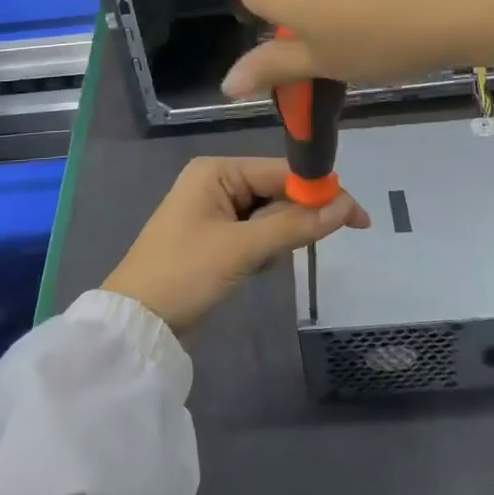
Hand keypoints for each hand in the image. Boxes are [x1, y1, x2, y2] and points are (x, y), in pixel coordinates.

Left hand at [102, 157, 369, 333]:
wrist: (136, 324)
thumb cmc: (184, 274)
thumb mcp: (242, 249)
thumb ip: (294, 226)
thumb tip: (346, 206)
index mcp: (216, 170)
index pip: (281, 171)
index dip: (320, 191)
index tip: (358, 216)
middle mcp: (215, 182)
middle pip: (276, 191)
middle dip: (297, 217)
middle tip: (322, 244)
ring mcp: (213, 210)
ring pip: (268, 215)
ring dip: (278, 237)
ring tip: (262, 262)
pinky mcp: (214, 237)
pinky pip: (253, 233)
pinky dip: (263, 249)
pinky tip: (254, 268)